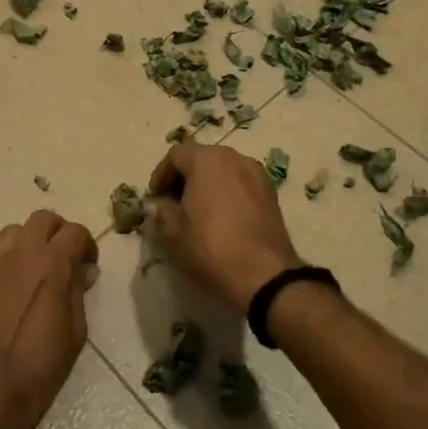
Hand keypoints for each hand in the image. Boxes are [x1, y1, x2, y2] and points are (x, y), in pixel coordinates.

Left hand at [0, 210, 96, 428]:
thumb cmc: (40, 367)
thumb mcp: (74, 332)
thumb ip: (78, 293)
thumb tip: (81, 272)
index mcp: (50, 264)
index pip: (74, 231)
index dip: (87, 244)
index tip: (90, 264)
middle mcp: (21, 255)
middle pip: (43, 219)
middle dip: (60, 232)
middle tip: (69, 258)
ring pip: (16, 231)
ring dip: (33, 239)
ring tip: (42, 267)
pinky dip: (15, 257)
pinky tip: (22, 285)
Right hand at [146, 142, 303, 312]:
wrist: (264, 274)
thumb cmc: (211, 246)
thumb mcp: (174, 232)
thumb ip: (161, 211)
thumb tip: (156, 204)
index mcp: (207, 160)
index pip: (176, 154)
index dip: (161, 174)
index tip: (155, 197)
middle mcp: (234, 157)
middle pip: (201, 158)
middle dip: (185, 177)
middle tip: (173, 203)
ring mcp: (256, 174)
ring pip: (223, 170)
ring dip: (207, 184)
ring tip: (198, 211)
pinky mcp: (271, 193)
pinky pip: (241, 183)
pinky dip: (227, 193)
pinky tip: (222, 218)